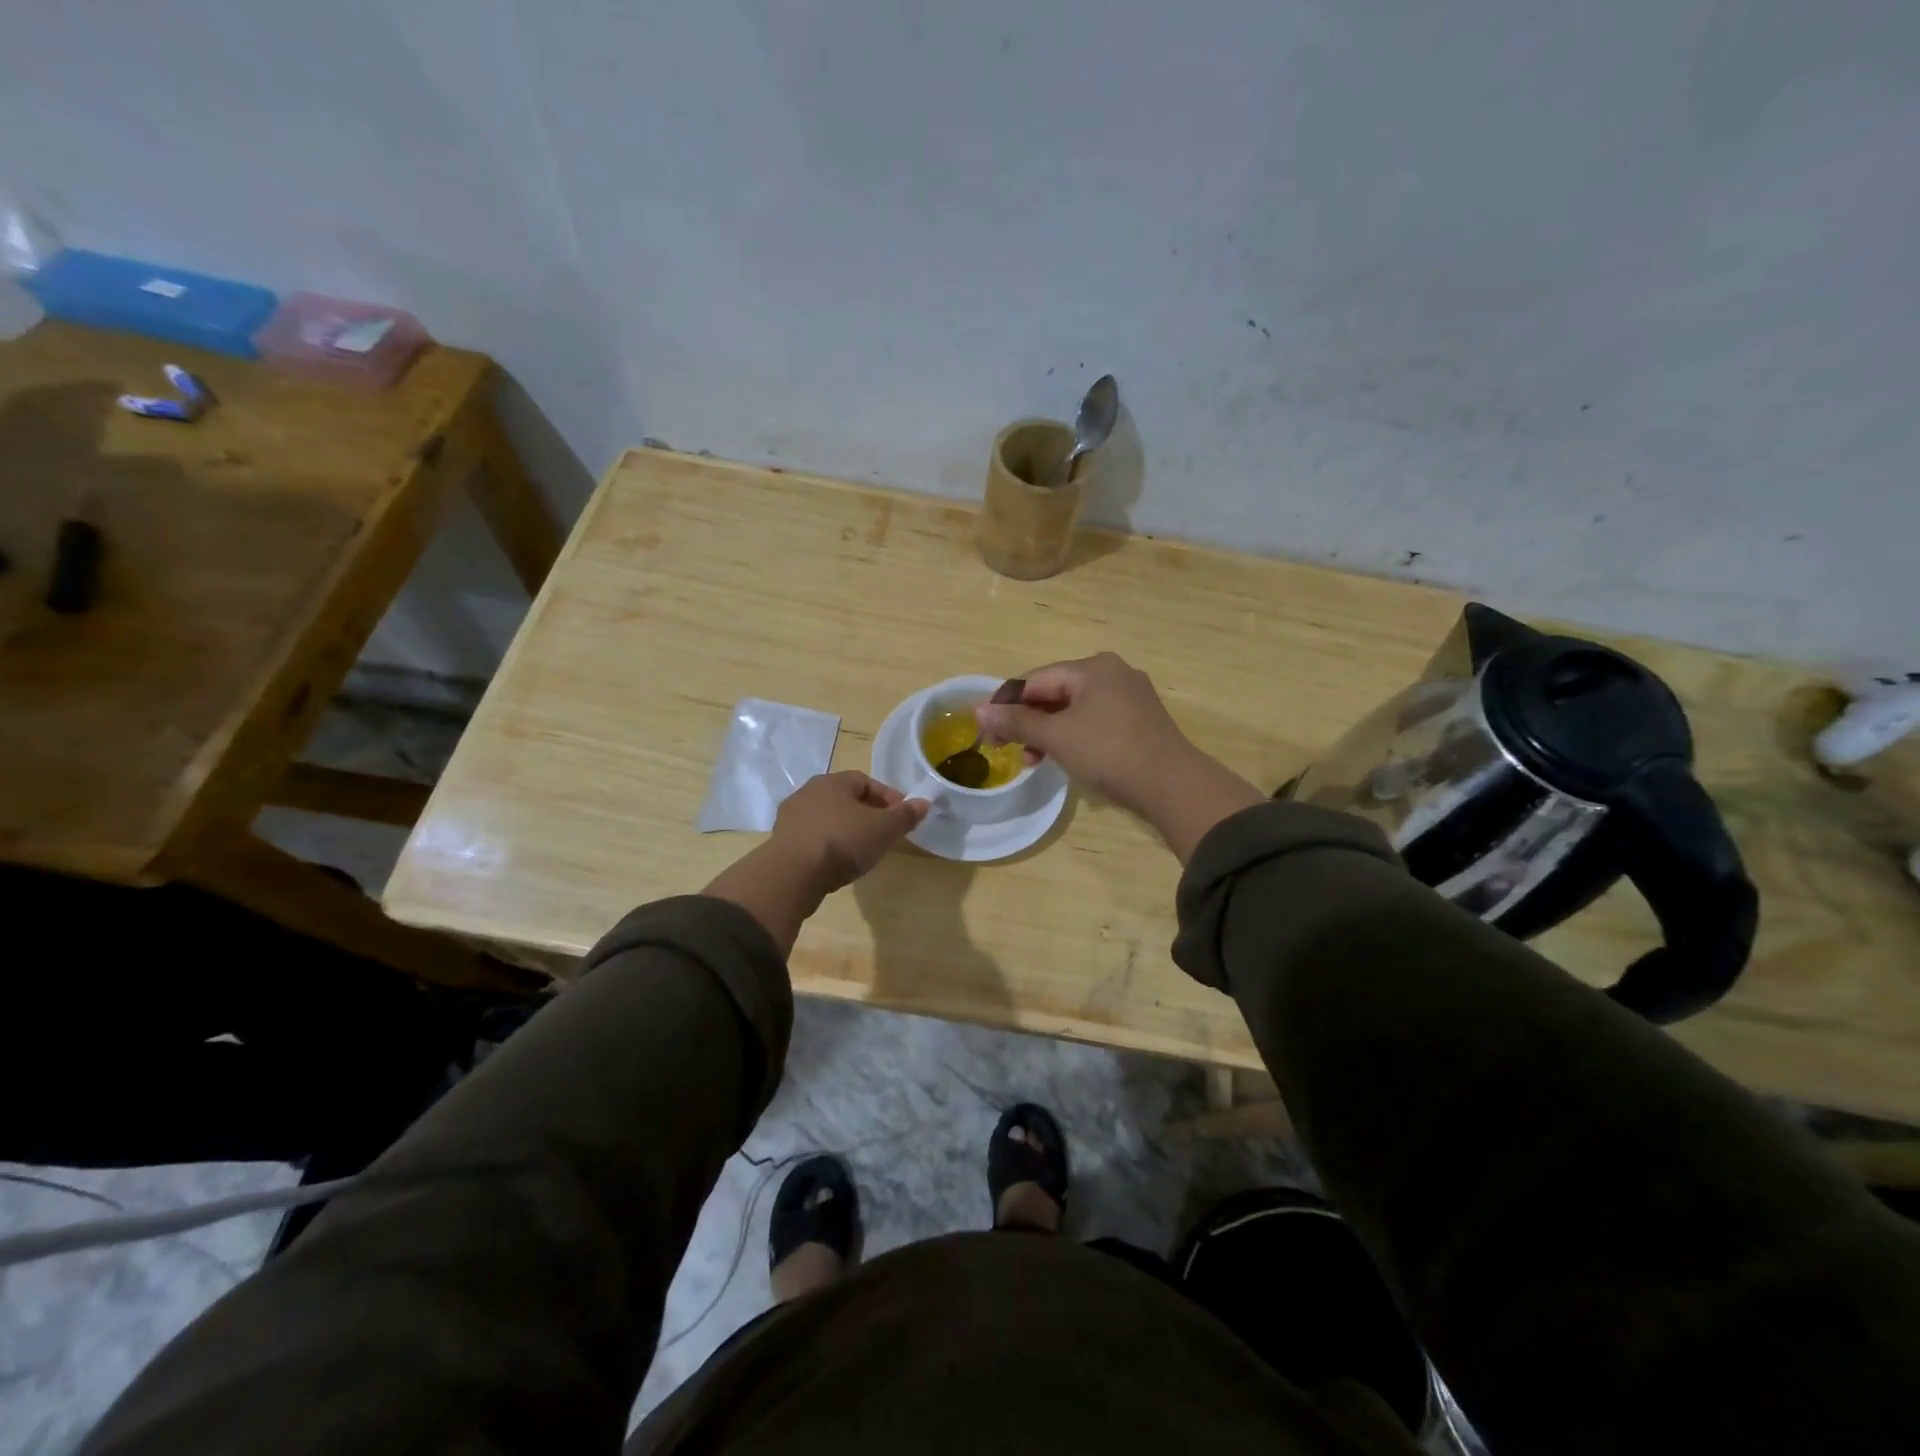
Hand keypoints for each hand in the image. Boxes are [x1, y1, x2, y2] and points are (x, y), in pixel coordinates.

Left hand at [769, 770, 927, 894]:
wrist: (792, 874)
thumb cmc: (843, 841)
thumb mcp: (884, 829)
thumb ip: (905, 815)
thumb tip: (923, 803)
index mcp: (832, 781)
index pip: (865, 781)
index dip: (888, 797)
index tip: (902, 816)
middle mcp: (808, 793)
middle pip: (845, 799)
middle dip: (868, 814)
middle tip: (885, 834)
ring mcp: (791, 818)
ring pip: (828, 819)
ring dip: (847, 831)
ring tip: (863, 852)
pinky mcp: (782, 843)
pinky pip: (813, 838)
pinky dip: (829, 846)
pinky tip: (839, 864)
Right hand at [973, 653, 1193, 814]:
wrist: (1172, 785)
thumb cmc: (1108, 752)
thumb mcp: (1057, 736)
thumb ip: (1017, 721)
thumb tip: (979, 711)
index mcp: (1093, 668)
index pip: (1035, 679)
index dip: (1006, 702)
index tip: (985, 728)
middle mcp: (1112, 673)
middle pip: (1054, 692)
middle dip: (1027, 721)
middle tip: (1005, 747)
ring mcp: (1129, 697)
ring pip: (1073, 710)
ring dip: (1047, 733)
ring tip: (1032, 761)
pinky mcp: (1139, 721)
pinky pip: (1093, 722)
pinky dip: (1072, 737)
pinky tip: (1062, 758)